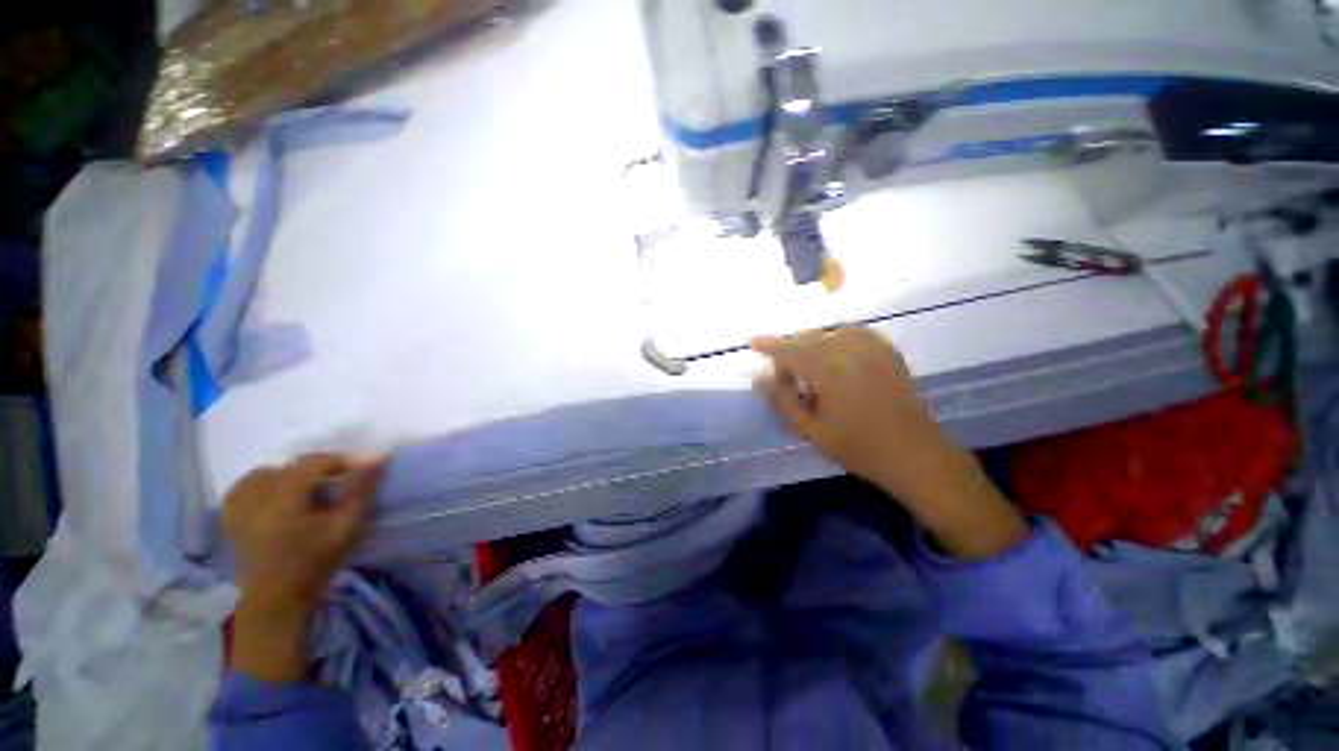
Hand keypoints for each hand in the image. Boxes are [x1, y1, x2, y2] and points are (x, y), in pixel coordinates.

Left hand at [222, 453, 384, 682]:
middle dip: (318, 469)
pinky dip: (265, 483)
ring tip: (309, 490)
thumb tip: (378, 457)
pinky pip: (246, 486)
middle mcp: (255, 496)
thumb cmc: (315, 563)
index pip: (314, 462)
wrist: (275, 600)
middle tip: (339, 482)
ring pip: (268, 473)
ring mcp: (237, 506)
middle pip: (291, 466)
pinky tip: (277, 495)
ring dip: (291, 476)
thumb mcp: (346, 527)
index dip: (341, 461)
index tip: (361, 469)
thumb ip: (362, 490)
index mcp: (283, 498)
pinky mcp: (229, 516)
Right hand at [752, 328, 1027, 558]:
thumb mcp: (812, 431)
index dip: (769, 345)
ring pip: (829, 334)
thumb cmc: (859, 448)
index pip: (791, 350)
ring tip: (805, 365)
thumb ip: (783, 401)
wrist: (915, 454)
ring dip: (810, 343)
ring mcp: (873, 351)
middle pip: (808, 338)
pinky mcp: (887, 352)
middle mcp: (851, 354)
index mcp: (830, 374)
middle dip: (788, 348)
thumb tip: (759, 377)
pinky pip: (853, 333)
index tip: (752, 342)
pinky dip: (835, 338)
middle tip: (781, 372)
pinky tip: (832, 352)